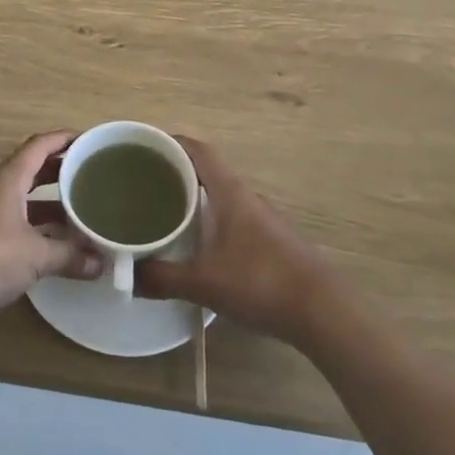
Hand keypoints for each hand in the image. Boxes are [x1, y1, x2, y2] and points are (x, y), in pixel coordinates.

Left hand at [0, 132, 101, 318]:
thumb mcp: (36, 256)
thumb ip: (69, 256)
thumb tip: (101, 263)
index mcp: (9, 177)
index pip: (40, 145)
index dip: (64, 139)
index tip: (88, 141)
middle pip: (31, 169)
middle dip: (59, 170)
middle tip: (89, 175)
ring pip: (22, 197)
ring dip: (48, 202)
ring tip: (78, 211)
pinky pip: (13, 219)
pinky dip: (34, 225)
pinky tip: (51, 242)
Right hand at [135, 137, 335, 345]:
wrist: (324, 311)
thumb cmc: (261, 281)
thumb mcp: (205, 282)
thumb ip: (165, 277)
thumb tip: (130, 276)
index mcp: (229, 192)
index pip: (198, 150)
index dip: (172, 143)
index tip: (146, 147)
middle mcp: (247, 197)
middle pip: (209, 171)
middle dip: (178, 173)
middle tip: (146, 184)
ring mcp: (264, 220)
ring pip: (222, 197)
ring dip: (197, 199)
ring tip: (167, 214)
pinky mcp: (274, 243)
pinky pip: (234, 219)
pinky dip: (213, 222)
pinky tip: (202, 247)